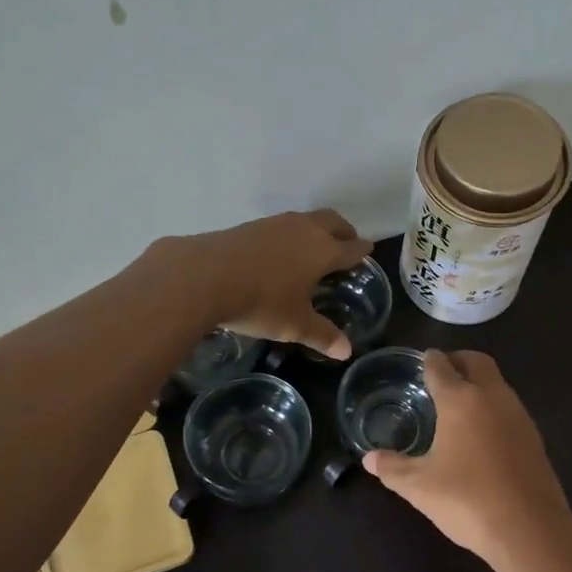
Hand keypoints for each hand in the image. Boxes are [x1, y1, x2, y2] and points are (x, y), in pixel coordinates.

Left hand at [154, 209, 374, 358]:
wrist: (203, 276)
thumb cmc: (260, 302)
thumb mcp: (294, 325)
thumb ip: (322, 335)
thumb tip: (346, 352)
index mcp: (323, 251)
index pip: (351, 247)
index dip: (362, 250)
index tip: (368, 251)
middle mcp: (304, 230)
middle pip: (333, 222)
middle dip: (343, 231)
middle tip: (347, 243)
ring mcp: (275, 224)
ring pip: (306, 219)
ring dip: (316, 229)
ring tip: (314, 246)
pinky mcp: (250, 226)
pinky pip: (281, 225)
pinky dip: (290, 234)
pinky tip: (279, 251)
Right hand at [363, 350, 571, 567]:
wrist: (530, 529)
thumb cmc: (467, 499)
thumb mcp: (419, 487)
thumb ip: (392, 467)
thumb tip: (369, 458)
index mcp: (460, 400)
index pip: (441, 366)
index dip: (428, 361)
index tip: (421, 362)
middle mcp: (492, 397)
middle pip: (477, 362)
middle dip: (458, 360)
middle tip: (440, 374)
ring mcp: (518, 415)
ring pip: (497, 383)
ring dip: (479, 383)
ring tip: (458, 404)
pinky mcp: (535, 437)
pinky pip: (509, 408)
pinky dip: (493, 407)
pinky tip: (481, 433)